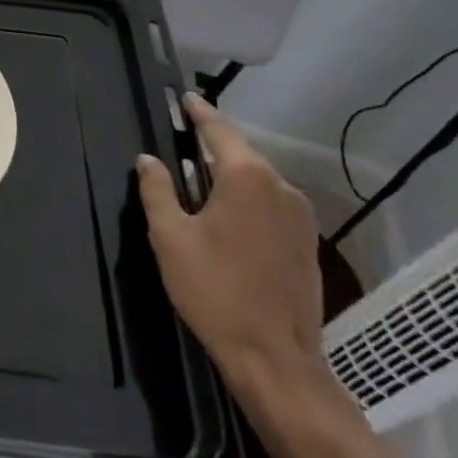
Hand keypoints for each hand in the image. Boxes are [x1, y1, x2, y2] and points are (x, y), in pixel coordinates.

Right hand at [136, 93, 324, 395]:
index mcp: (247, 177)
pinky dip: (248, 198)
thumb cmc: (215, 290)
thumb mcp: (170, 237)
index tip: (186, 97)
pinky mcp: (308, 244)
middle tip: (185, 137)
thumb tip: (149, 159)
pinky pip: (272, 203)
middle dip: (214, 144)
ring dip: (231, 174)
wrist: (276, 360)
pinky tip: (228, 214)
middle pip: (242, 153)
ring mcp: (301, 217)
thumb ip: (157, 190)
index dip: (200, 112)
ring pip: (259, 180)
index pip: (219, 130)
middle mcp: (281, 187)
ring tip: (201, 177)